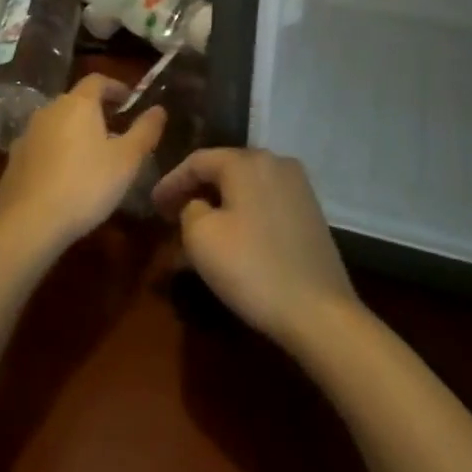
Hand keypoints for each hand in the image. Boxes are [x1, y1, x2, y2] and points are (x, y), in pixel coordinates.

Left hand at [0, 74, 163, 250]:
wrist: (30, 222)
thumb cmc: (87, 184)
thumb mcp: (127, 160)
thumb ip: (145, 131)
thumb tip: (159, 109)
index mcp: (77, 103)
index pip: (98, 80)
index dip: (116, 87)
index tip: (129, 102)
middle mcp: (49, 110)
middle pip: (75, 101)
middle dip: (96, 111)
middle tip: (114, 131)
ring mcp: (27, 134)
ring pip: (56, 124)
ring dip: (73, 132)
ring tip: (90, 156)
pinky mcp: (14, 160)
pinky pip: (40, 146)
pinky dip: (54, 152)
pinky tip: (63, 177)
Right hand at [153, 148, 357, 351]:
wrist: (319, 311)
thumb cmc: (252, 268)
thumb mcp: (201, 237)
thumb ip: (189, 208)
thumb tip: (198, 204)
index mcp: (247, 160)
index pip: (197, 161)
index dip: (171, 181)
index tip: (153, 204)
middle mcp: (275, 161)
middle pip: (224, 168)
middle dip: (196, 189)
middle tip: (172, 214)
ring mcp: (298, 185)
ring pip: (246, 186)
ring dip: (220, 202)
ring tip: (200, 226)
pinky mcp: (310, 211)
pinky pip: (265, 201)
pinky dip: (244, 212)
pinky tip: (234, 235)